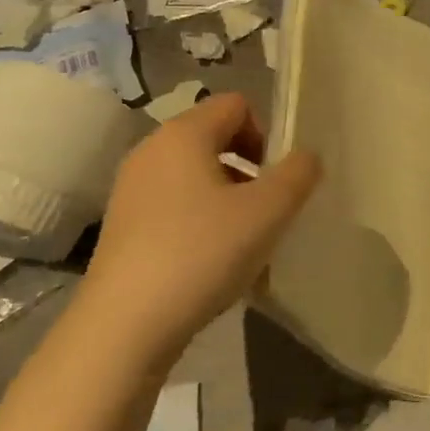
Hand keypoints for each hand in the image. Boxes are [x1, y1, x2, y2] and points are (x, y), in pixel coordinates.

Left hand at [73, 92, 319, 365]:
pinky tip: (211, 262)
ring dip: (228, 197)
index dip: (267, 133)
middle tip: (266, 211)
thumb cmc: (201, 254)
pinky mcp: (123, 224)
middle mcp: (152, 150)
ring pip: (196, 175)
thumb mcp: (267, 213)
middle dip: (249, 168)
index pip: (236, 105)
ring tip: (243, 242)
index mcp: (184, 134)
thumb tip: (307, 156)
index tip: (277, 179)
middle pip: (214, 137)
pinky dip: (200, 220)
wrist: (124, 325)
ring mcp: (131, 188)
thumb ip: (297, 175)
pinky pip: (175, 204)